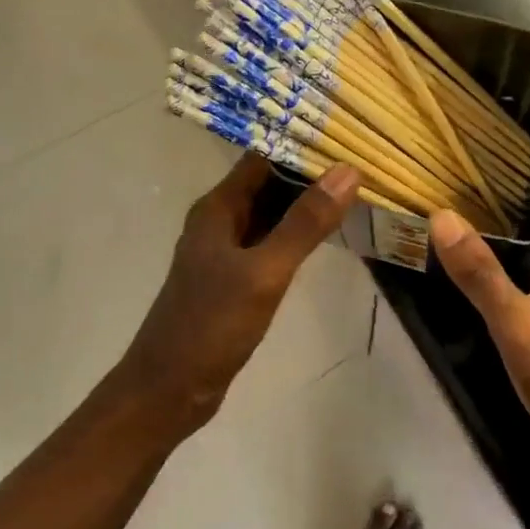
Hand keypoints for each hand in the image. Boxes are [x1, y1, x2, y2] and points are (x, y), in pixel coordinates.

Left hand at [120, 153, 359, 431]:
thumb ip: (305, 223)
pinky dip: (298, 234)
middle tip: (363, 162)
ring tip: (357, 190)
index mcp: (218, 208)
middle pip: (269, 183)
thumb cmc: (210, 325)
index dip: (301, 143)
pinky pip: (271, 242)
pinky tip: (330, 235)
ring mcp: (226, 251)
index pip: (263, 157)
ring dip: (307, 204)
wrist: (167, 392)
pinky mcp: (235, 278)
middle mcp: (220, 221)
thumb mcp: (264, 272)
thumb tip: (347, 172)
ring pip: (272, 214)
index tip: (347, 137)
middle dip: (311, 173)